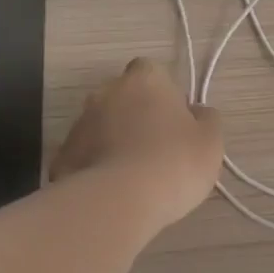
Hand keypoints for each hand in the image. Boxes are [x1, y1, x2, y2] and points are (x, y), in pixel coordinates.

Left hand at [50, 59, 223, 232]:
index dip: (166, 94)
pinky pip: (88, 155)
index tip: (177, 120)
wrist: (119, 200)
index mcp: (145, 79)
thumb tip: (196, 112)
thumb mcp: (210, 141)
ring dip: (117, 140)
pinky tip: (115, 190)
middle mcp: (107, 92)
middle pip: (125, 97)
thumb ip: (206, 119)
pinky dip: (99, 166)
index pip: (153, 72)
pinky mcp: (63, 155)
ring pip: (104, 125)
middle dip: (138, 115)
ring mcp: (80, 122)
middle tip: (159, 148)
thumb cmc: (175, 161)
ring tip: (137, 175)